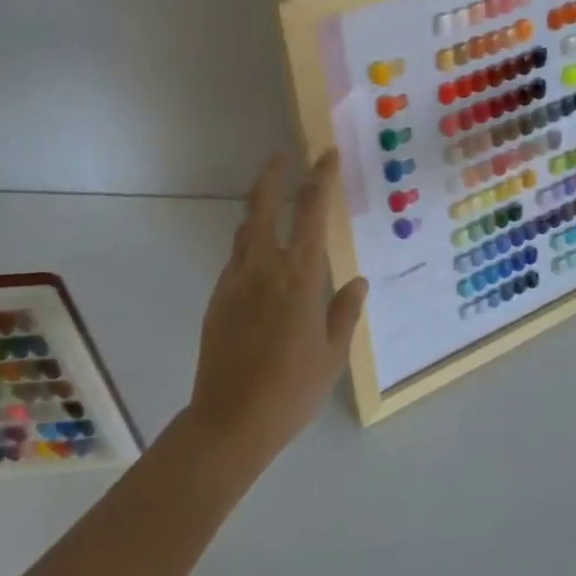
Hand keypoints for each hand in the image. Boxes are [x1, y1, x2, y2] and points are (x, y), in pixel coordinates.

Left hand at [187, 150, 367, 466]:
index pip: (311, 211)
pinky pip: (236, 258)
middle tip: (284, 154)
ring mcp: (235, 280)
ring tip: (272, 199)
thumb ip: (344, 312)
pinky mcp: (217, 298)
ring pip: (245, 229)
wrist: (229, 422)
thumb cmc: (291, 390)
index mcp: (298, 275)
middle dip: (274, 174)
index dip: (321, 178)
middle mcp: (264, 266)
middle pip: (263, 204)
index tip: (327, 155)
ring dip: (259, 206)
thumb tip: (358, 282)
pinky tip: (261, 259)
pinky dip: (250, 244)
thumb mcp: (332, 355)